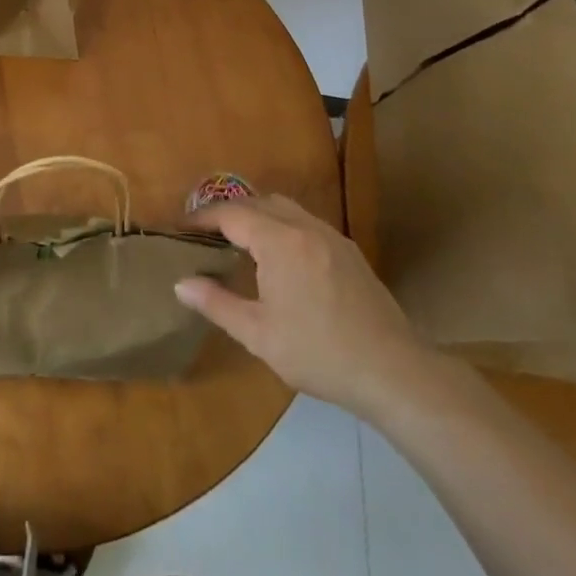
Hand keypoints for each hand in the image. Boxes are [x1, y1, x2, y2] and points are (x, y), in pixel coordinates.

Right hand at [175, 194, 440, 417]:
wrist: (394, 373)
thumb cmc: (320, 354)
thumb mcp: (259, 335)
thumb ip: (217, 303)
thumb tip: (181, 283)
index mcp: (279, 241)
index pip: (230, 214)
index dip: (202, 217)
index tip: (180, 228)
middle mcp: (304, 227)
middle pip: (257, 202)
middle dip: (228, 212)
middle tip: (206, 233)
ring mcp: (331, 236)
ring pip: (284, 207)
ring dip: (257, 215)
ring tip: (239, 241)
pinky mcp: (348, 251)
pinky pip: (305, 222)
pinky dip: (282, 225)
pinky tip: (280, 257)